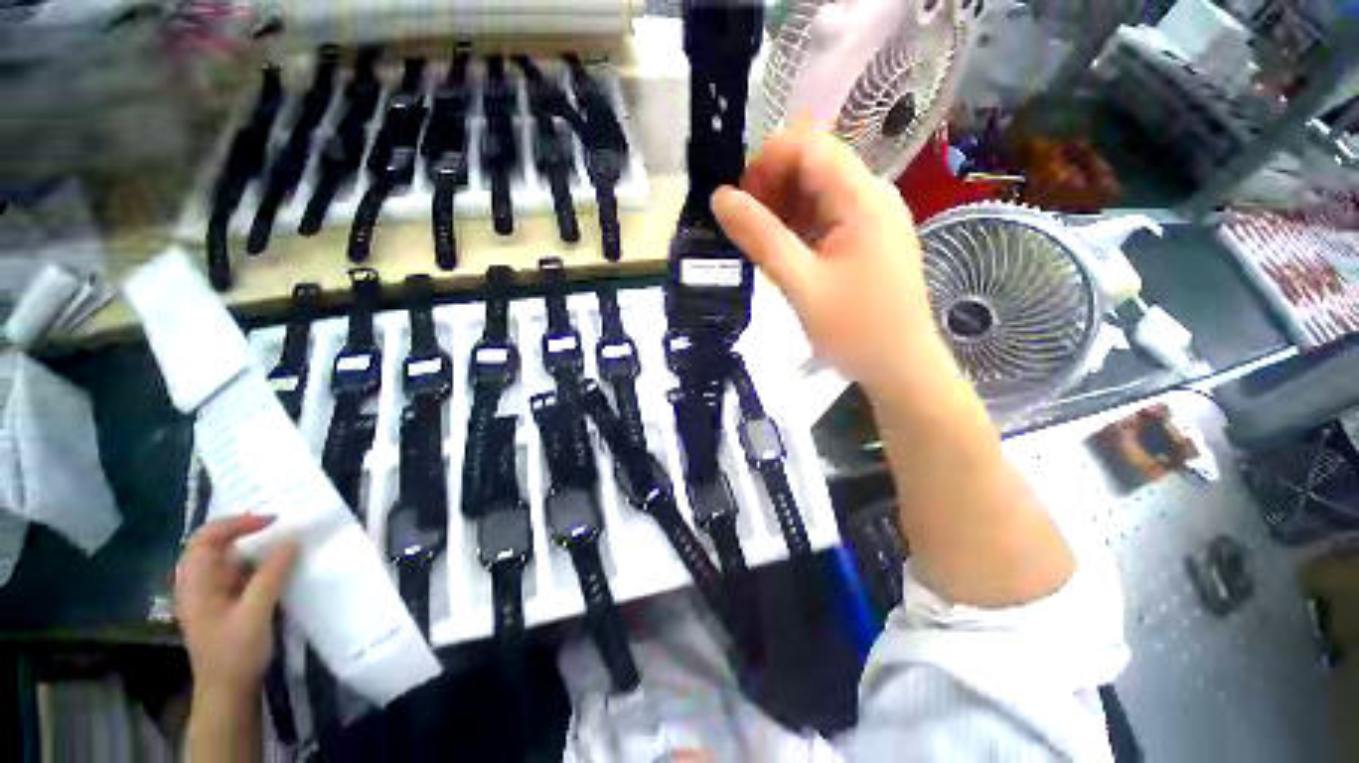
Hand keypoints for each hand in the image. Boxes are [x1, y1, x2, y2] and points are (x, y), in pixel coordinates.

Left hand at [176, 515, 297, 703]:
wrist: (229, 695)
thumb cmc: (235, 654)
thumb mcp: (255, 614)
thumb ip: (271, 575)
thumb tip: (292, 538)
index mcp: (195, 584)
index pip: (206, 539)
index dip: (236, 523)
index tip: (272, 521)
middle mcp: (199, 586)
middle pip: (217, 547)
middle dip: (248, 532)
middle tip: (283, 527)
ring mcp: (211, 597)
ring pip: (231, 561)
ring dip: (257, 549)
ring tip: (287, 543)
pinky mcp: (226, 607)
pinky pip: (241, 576)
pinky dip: (260, 566)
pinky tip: (281, 569)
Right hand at [712, 128, 948, 393]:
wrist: (900, 368)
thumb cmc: (856, 330)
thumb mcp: (801, 284)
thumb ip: (761, 238)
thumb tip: (720, 198)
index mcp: (862, 197)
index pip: (809, 145)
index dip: (766, 162)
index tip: (739, 201)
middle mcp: (871, 196)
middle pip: (812, 164)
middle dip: (771, 187)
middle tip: (744, 229)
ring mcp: (871, 218)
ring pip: (816, 192)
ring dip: (781, 209)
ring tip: (758, 245)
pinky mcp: (865, 240)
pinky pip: (824, 217)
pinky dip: (796, 227)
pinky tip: (781, 254)